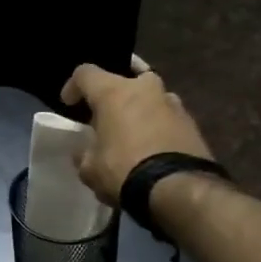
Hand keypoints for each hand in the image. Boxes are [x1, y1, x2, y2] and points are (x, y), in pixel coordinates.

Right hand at [60, 60, 215, 205]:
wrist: (177, 187)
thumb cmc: (124, 170)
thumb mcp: (89, 169)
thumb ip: (84, 153)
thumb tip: (85, 150)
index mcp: (114, 92)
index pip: (85, 73)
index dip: (73, 86)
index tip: (69, 104)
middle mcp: (145, 88)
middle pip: (124, 79)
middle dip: (112, 95)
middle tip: (105, 116)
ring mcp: (173, 103)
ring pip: (149, 98)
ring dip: (137, 110)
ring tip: (130, 134)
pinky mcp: (191, 122)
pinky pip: (165, 117)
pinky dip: (155, 127)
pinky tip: (150, 148)